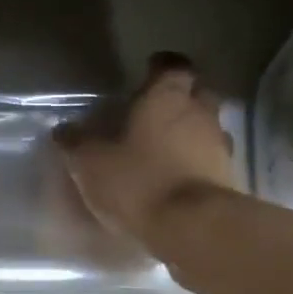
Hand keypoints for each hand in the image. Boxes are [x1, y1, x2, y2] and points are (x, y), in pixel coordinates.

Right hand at [54, 53, 238, 243]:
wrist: (192, 227)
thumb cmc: (138, 181)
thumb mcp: (91, 164)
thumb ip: (77, 143)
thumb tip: (63, 130)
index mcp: (167, 98)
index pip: (172, 66)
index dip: (159, 67)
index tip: (147, 72)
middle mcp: (200, 113)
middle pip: (197, 93)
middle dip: (180, 98)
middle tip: (156, 112)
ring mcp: (219, 146)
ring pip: (207, 127)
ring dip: (190, 133)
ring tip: (166, 149)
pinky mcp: (229, 178)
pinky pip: (211, 160)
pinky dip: (197, 163)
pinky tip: (178, 178)